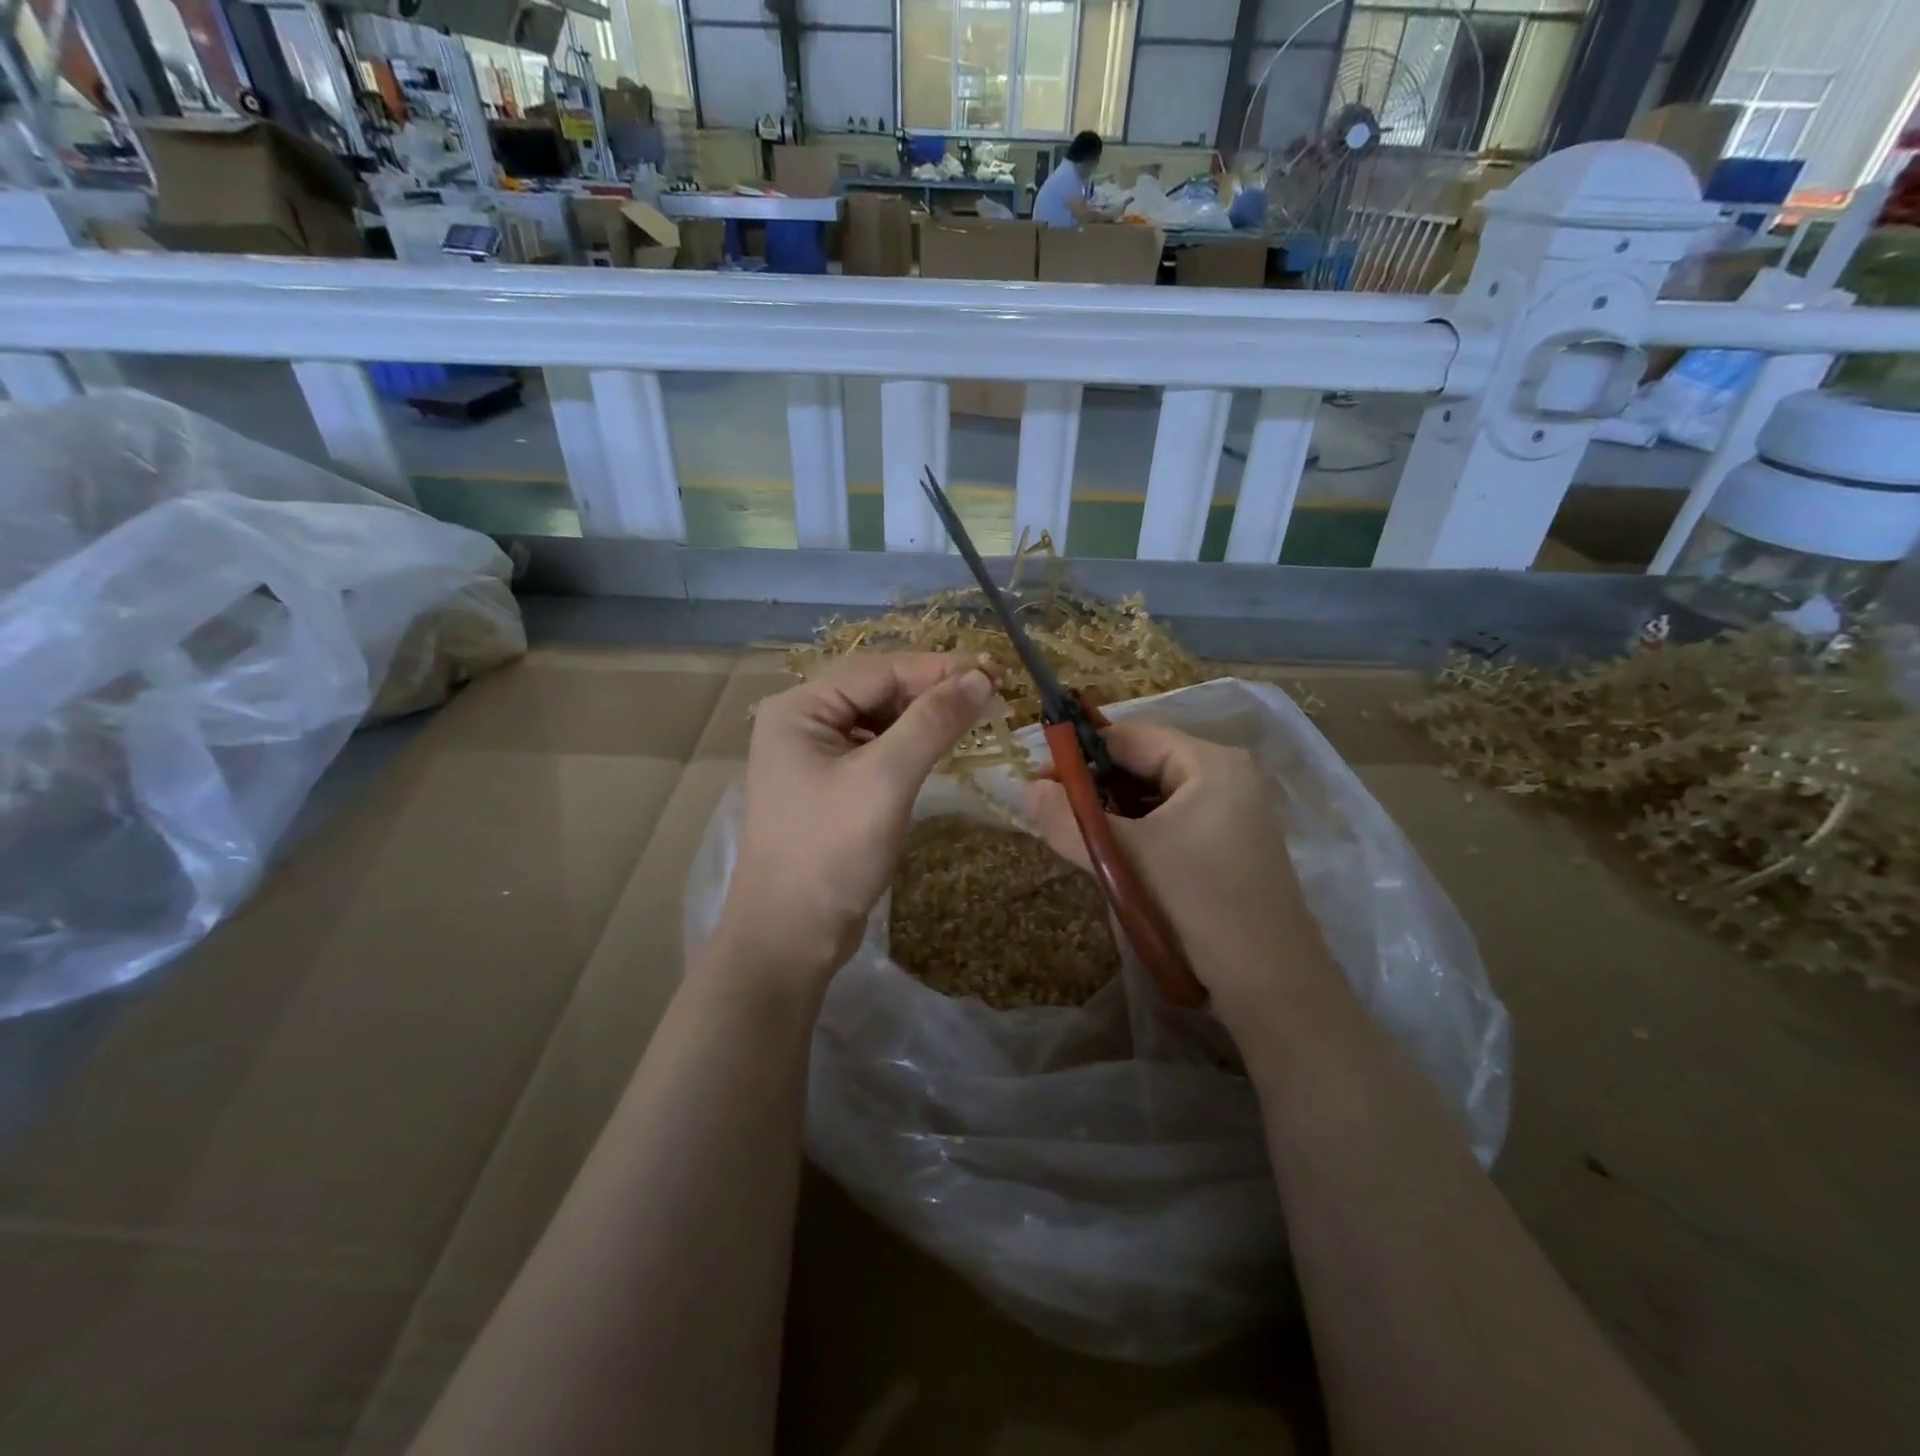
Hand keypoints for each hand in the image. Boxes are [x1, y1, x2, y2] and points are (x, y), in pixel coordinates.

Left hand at [713, 653, 995, 985]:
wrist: (791, 935)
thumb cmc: (833, 851)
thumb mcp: (886, 779)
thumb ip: (933, 722)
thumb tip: (980, 677)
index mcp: (799, 709)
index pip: (878, 670)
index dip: (937, 668)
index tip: (993, 671)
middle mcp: (800, 722)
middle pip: (876, 690)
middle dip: (931, 690)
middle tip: (989, 694)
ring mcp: (811, 755)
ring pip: (877, 719)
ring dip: (922, 717)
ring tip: (971, 717)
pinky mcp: (827, 785)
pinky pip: (874, 749)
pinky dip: (908, 745)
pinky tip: (937, 748)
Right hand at [1024, 721, 1336, 1028]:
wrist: (1271, 984)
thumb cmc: (1196, 904)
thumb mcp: (1123, 859)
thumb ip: (1069, 821)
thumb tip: (1026, 790)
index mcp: (1210, 762)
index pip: (1129, 737)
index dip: (1079, 754)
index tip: (1038, 781)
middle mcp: (1226, 775)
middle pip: (1142, 764)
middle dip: (1094, 787)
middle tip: (1052, 813)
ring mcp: (1232, 811)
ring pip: (1153, 796)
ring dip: (1113, 813)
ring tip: (1078, 837)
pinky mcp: (1228, 843)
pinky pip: (1170, 821)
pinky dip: (1137, 832)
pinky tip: (1115, 858)